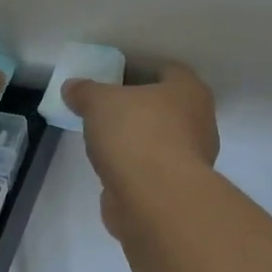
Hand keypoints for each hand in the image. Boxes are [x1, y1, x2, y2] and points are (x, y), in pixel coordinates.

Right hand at [63, 62, 217, 239]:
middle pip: (164, 107)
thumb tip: (72, 87)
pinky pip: (152, 171)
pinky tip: (110, 170)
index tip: (113, 78)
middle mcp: (199, 122)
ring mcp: (192, 160)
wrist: (155, 201)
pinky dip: (134, 170)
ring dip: (135, 141)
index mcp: (189, 91)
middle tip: (105, 108)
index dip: (140, 70)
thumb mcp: (99, 102)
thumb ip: (85, 91)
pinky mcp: (177, 192)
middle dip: (137, 108)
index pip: (168, 71)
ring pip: (159, 141)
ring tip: (103, 140)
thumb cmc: (136, 133)